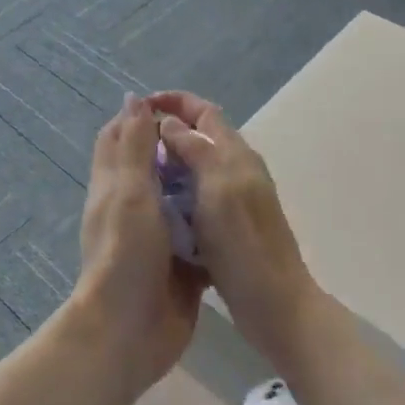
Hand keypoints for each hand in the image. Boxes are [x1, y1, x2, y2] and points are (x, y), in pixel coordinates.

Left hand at [73, 95, 208, 393]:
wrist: (130, 330)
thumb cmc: (127, 255)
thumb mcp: (129, 193)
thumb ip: (133, 147)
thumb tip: (134, 98)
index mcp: (114, 187)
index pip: (120, 138)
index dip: (141, 117)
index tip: (175, 106)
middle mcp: (132, 209)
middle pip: (152, 168)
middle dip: (177, 150)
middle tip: (214, 139)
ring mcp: (156, 239)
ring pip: (177, 201)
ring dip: (197, 185)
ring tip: (231, 168)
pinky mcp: (179, 265)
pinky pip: (197, 236)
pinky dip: (211, 223)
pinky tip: (237, 213)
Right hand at [147, 91, 322, 369]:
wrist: (274, 302)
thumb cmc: (243, 243)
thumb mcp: (216, 187)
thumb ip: (195, 149)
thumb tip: (170, 122)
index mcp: (236, 155)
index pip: (204, 112)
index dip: (174, 102)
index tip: (140, 106)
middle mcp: (236, 170)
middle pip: (200, 137)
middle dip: (166, 132)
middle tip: (131, 144)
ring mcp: (233, 199)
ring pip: (196, 167)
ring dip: (168, 163)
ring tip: (136, 173)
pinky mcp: (227, 225)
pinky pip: (195, 196)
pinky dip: (174, 193)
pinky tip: (155, 207)